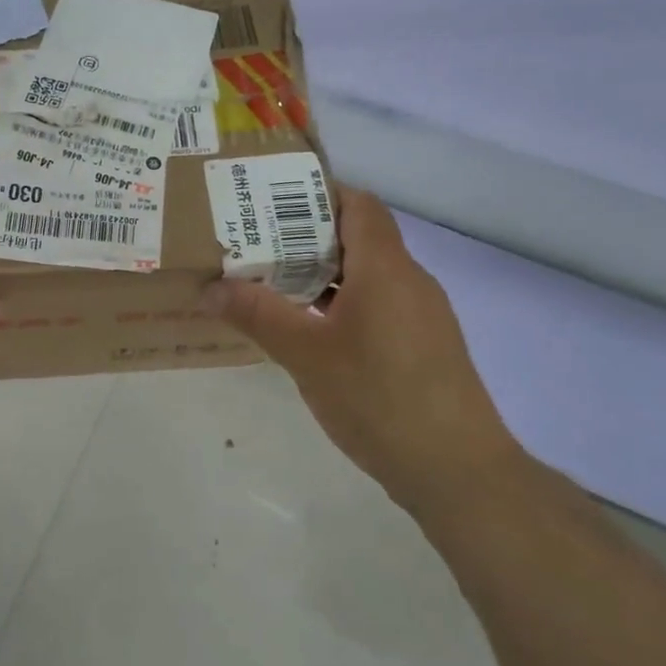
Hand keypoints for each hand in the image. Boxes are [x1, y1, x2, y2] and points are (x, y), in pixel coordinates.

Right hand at [202, 187, 520, 514]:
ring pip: (366, 275)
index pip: (358, 204)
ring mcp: (421, 315)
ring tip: (269, 283)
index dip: (316, 194)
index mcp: (386, 268)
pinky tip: (308, 330)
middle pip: (358, 237)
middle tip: (253, 244)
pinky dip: (340, 304)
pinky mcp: (423, 346)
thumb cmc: (379, 399)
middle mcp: (410, 281)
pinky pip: (377, 305)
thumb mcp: (306, 355)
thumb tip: (209, 289)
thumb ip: (257, 315)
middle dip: (304, 237)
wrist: (456, 471)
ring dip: (321, 274)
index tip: (268, 203)